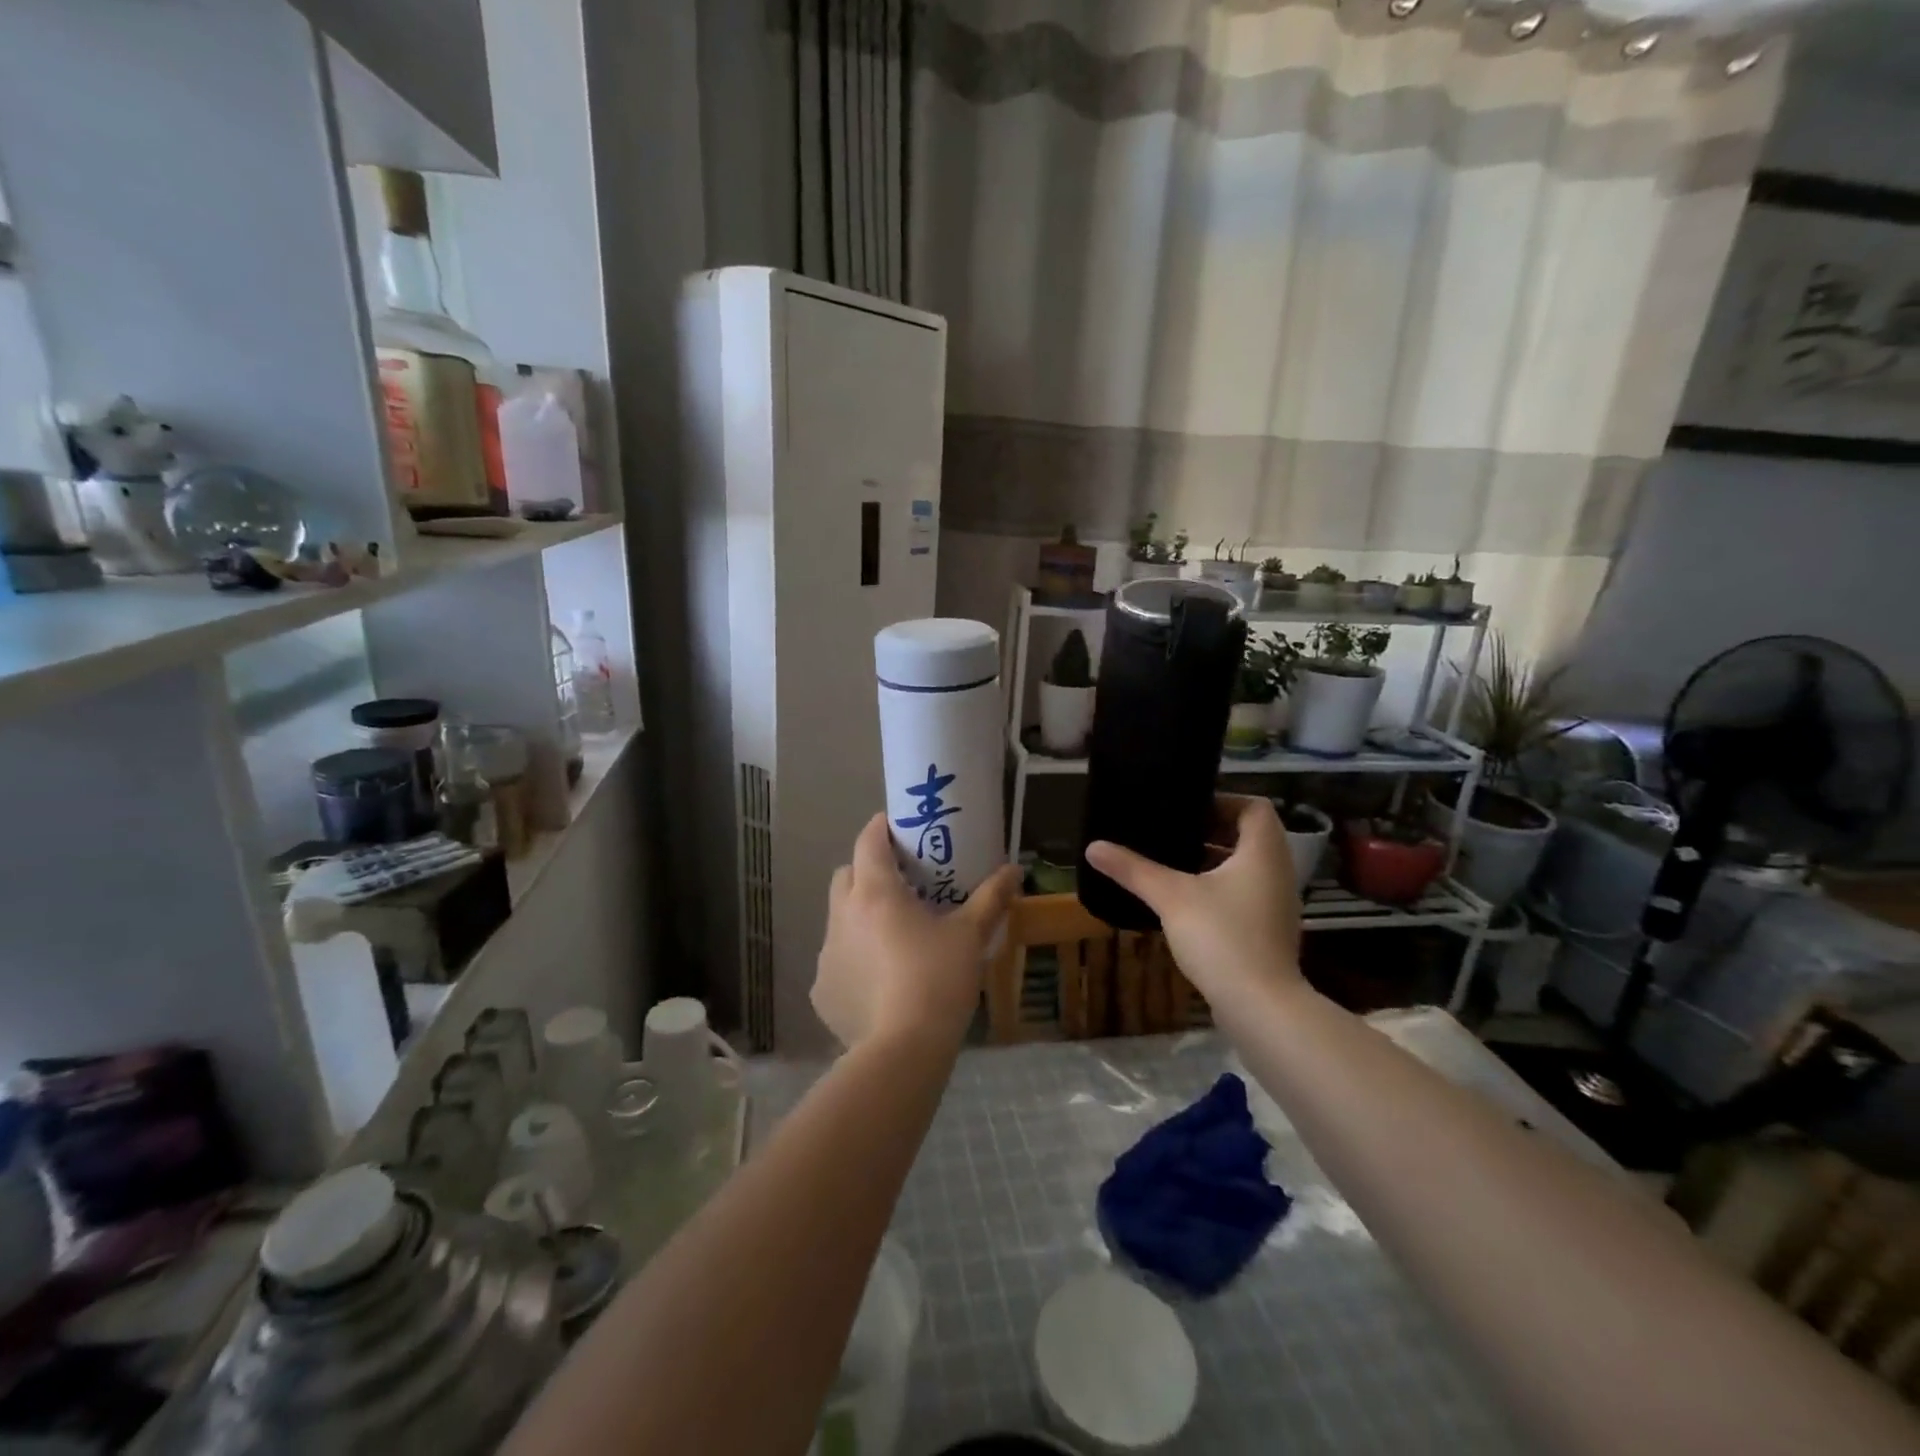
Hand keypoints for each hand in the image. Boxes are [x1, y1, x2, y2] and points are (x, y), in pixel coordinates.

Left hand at [813, 813, 1021, 1051]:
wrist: (904, 1049)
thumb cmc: (938, 979)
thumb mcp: (970, 936)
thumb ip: (990, 898)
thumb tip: (1014, 870)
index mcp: (875, 893)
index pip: (868, 841)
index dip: (881, 828)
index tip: (899, 828)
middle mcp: (842, 915)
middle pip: (846, 875)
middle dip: (867, 871)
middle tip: (901, 884)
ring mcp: (827, 954)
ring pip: (839, 919)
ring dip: (860, 917)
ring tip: (893, 936)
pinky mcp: (822, 989)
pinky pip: (837, 960)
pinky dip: (854, 959)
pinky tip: (879, 981)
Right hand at [1085, 795, 1302, 1001]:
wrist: (1261, 1007)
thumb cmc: (1222, 937)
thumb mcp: (1171, 896)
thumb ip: (1133, 869)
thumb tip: (1093, 846)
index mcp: (1264, 853)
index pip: (1256, 807)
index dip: (1224, 801)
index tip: (1188, 809)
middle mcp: (1277, 873)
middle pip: (1249, 837)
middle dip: (1211, 831)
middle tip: (1171, 833)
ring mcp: (1275, 905)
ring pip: (1246, 869)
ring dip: (1213, 862)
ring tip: (1171, 865)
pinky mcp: (1267, 932)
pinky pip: (1245, 895)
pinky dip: (1219, 890)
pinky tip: (1184, 903)